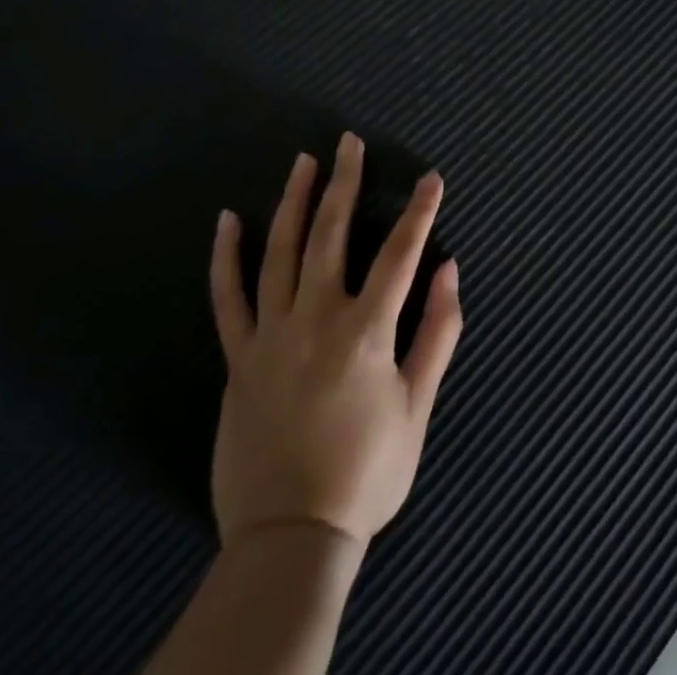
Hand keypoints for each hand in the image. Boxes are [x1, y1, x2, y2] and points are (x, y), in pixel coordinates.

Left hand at [208, 132, 463, 554]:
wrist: (289, 535)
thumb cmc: (366, 472)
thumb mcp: (417, 407)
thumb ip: (437, 333)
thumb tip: (450, 270)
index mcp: (365, 330)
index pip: (399, 253)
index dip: (419, 210)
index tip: (430, 177)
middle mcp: (316, 318)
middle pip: (331, 233)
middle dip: (343, 182)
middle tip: (348, 142)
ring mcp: (271, 334)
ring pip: (281, 251)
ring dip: (293, 201)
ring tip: (303, 161)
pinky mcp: (238, 357)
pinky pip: (228, 297)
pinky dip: (226, 256)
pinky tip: (227, 220)